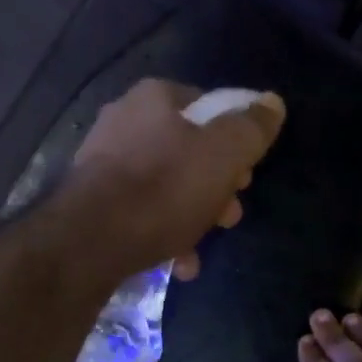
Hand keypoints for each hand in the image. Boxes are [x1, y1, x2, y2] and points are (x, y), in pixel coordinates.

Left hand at [67, 79, 285, 281]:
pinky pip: (140, 210)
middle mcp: (125, 120)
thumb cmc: (165, 189)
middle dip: (215, 185)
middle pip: (188, 149)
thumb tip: (272, 102)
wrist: (89, 241)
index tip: (247, 175)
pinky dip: (164, 232)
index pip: (210, 106)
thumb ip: (252, 127)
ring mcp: (104, 161)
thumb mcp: (224, 155)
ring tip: (203, 244)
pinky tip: (178, 262)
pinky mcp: (92, 200)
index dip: (236, 141)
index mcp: (155, 98)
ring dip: (193, 214)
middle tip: (230, 215)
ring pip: (165, 183)